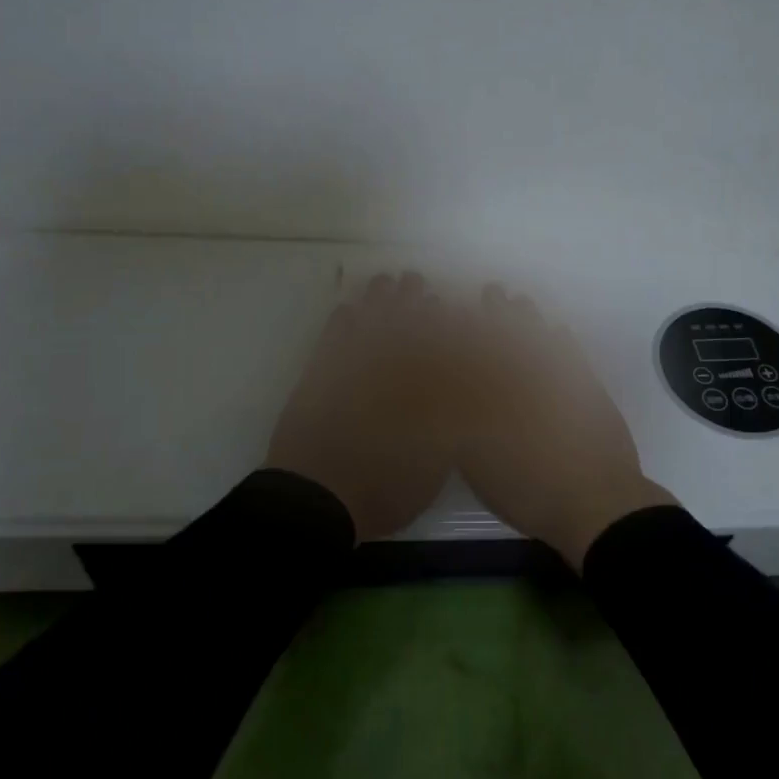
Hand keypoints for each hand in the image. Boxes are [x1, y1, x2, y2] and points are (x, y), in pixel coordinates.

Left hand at [264, 271, 458, 542]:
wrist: (318, 498)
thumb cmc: (383, 487)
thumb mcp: (434, 464)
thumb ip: (449, 426)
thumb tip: (460, 394)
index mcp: (416, 388)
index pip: (432, 342)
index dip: (438, 319)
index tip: (443, 301)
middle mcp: (384, 369)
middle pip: (400, 324)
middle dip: (410, 299)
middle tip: (415, 280)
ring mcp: (348, 369)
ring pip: (367, 323)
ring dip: (378, 300)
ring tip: (385, 282)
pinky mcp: (318, 376)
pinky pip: (332, 338)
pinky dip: (341, 321)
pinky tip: (347, 309)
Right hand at [455, 284, 673, 570]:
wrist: (596, 502)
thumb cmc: (530, 488)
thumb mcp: (480, 467)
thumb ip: (463, 429)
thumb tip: (453, 396)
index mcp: (502, 395)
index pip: (482, 349)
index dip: (470, 325)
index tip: (459, 306)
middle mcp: (531, 379)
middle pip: (512, 336)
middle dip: (499, 311)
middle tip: (493, 290)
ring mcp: (564, 383)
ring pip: (543, 339)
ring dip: (530, 319)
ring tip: (519, 301)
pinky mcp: (590, 390)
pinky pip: (574, 355)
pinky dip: (564, 340)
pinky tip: (558, 330)